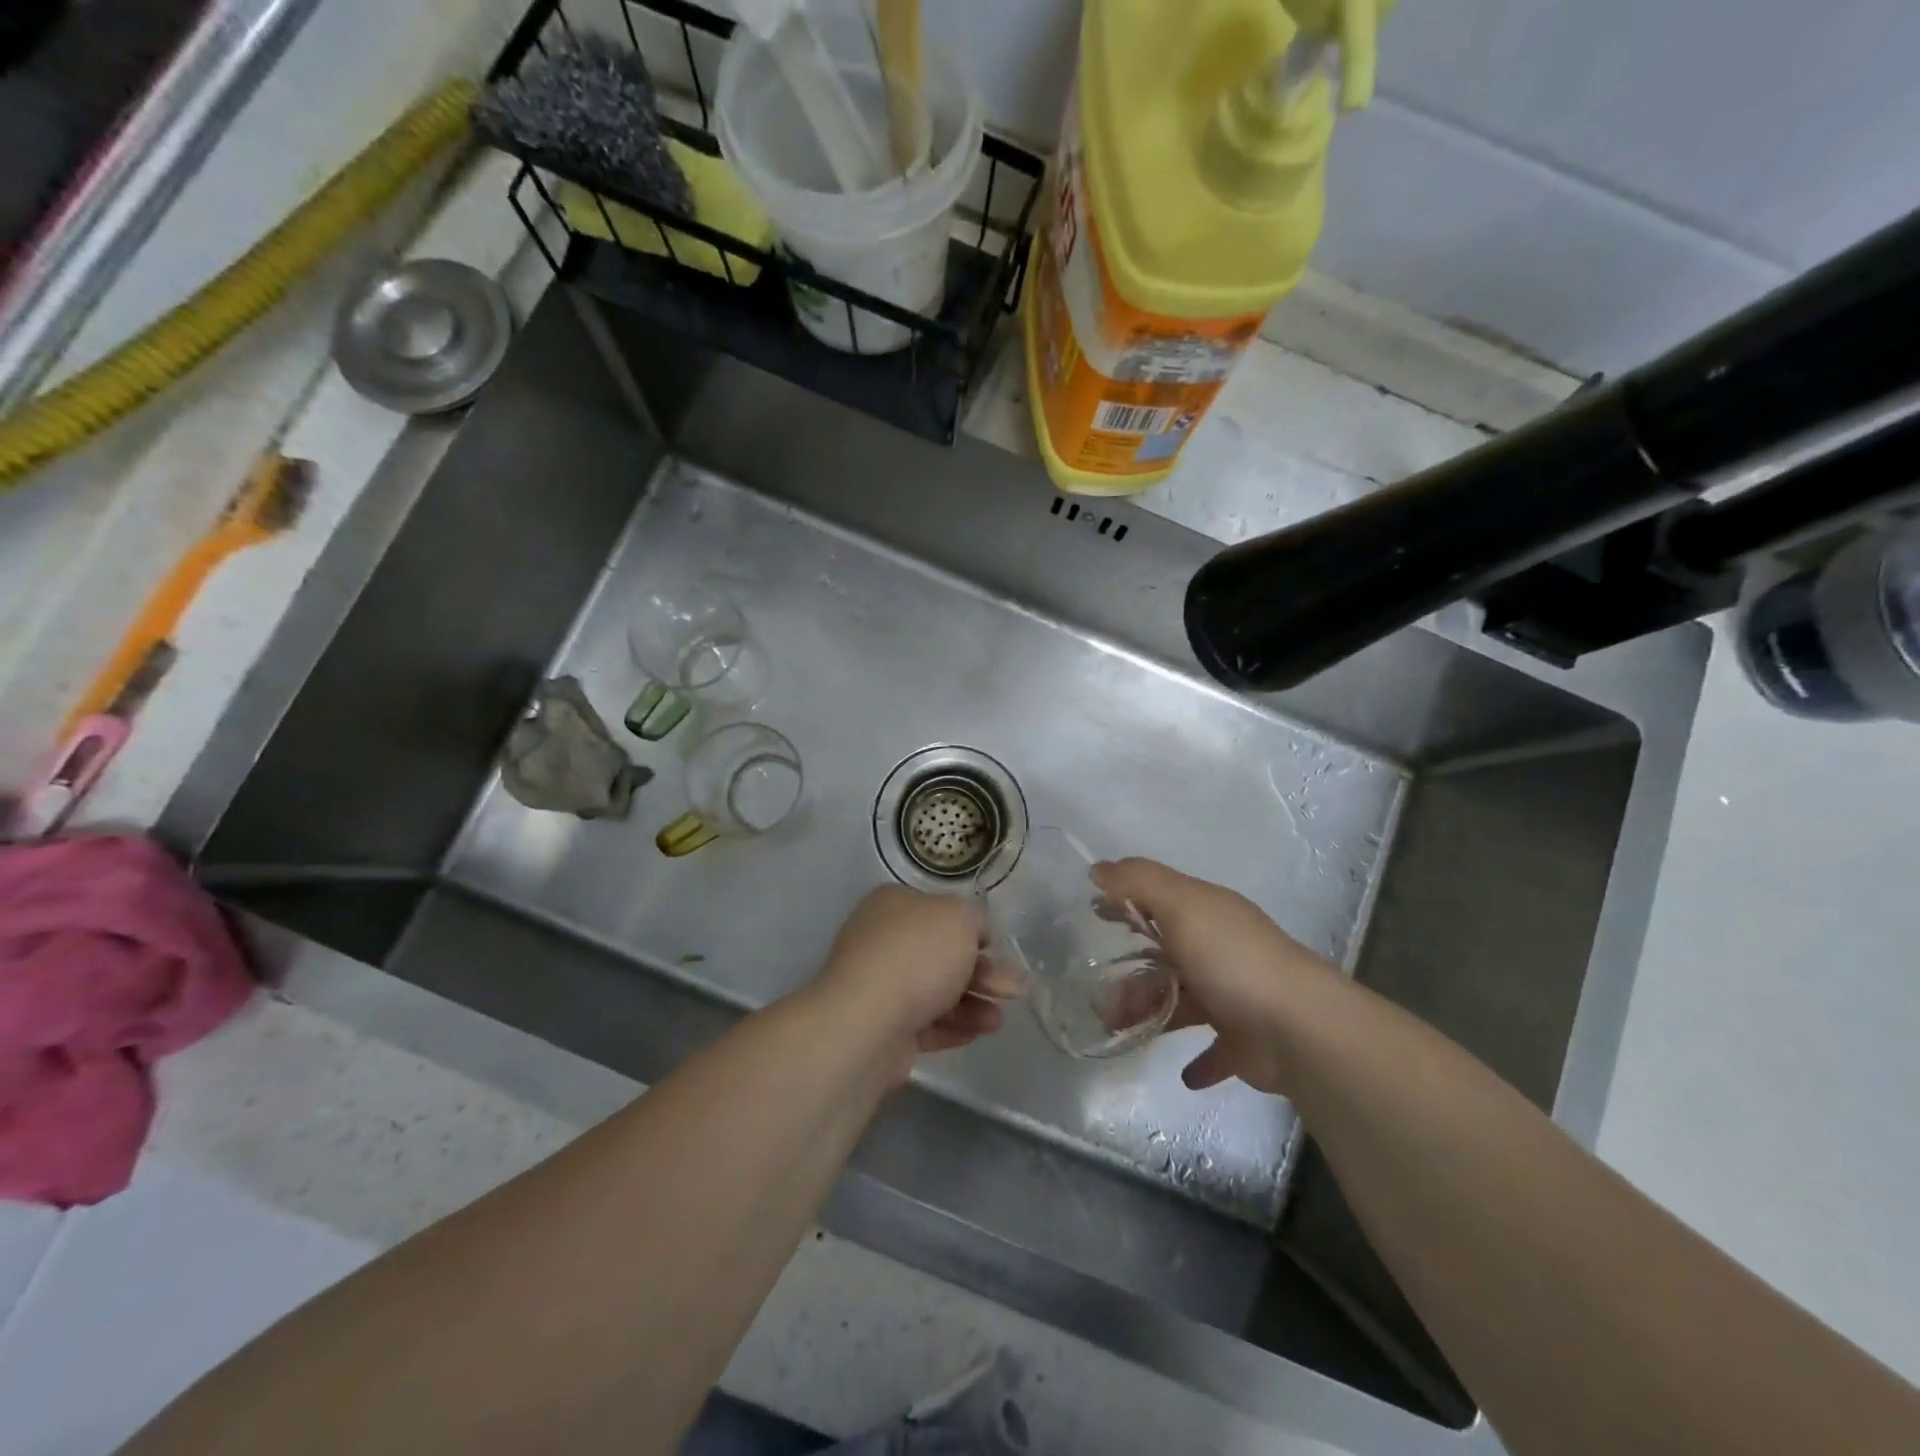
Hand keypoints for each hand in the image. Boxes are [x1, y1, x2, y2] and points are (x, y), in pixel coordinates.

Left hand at [812, 886, 1022, 1060]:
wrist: (867, 1022)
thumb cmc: (917, 955)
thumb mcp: (959, 917)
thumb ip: (975, 919)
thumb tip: (974, 933)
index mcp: (893, 905)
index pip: (938, 911)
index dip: (970, 928)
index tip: (995, 947)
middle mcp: (882, 940)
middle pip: (941, 954)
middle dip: (982, 972)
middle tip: (1015, 990)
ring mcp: (879, 986)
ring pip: (935, 991)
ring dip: (973, 1003)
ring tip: (998, 1021)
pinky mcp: (882, 1027)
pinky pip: (925, 1023)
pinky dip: (953, 1027)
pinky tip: (979, 1033)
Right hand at [1093, 858, 1348, 1096]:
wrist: (1298, 1029)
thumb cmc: (1232, 959)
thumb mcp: (1182, 905)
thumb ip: (1139, 882)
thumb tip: (1099, 868)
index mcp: (1208, 915)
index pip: (1161, 900)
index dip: (1128, 903)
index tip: (1094, 913)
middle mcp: (1221, 951)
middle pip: (1167, 955)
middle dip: (1132, 970)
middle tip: (1098, 991)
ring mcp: (1234, 997)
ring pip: (1181, 1002)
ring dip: (1149, 1012)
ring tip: (1117, 1028)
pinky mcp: (1244, 1043)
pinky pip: (1214, 1052)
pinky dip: (1198, 1062)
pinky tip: (1182, 1073)